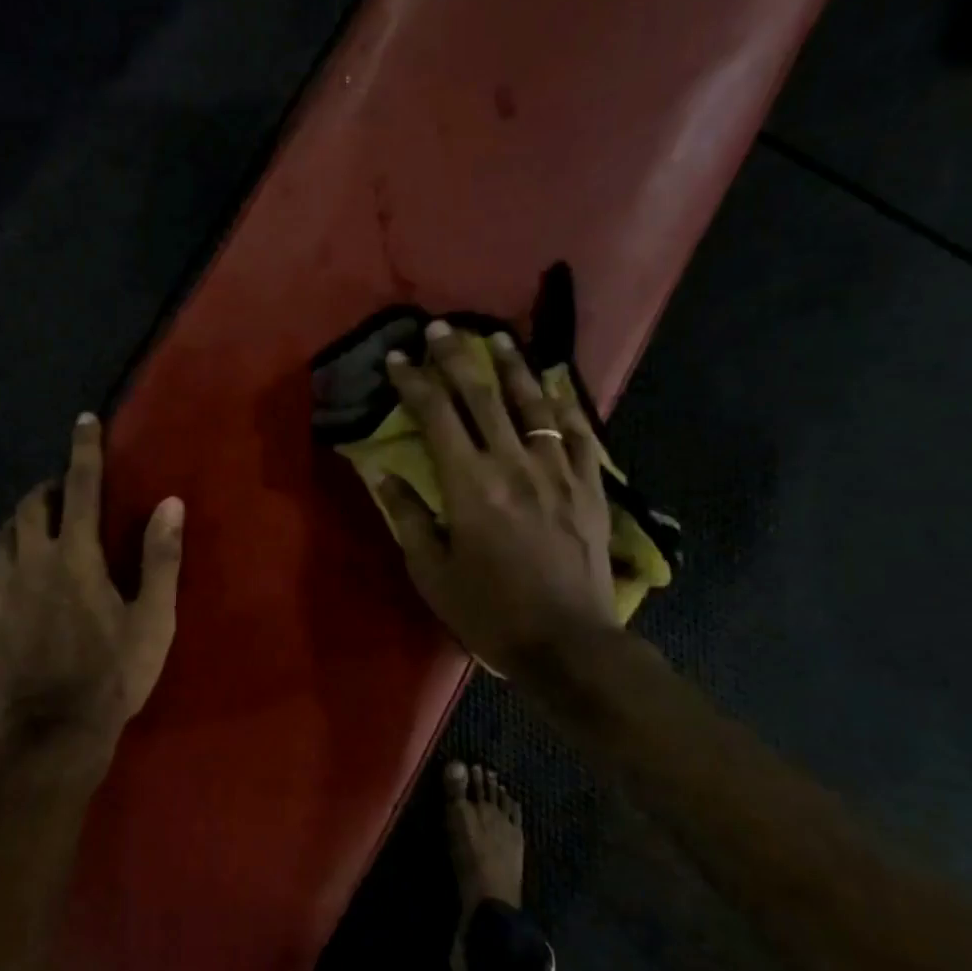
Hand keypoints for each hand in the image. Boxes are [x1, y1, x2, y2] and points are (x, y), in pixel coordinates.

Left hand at [0, 414, 183, 774]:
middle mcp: (29, 563)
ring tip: (41, 527)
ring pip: (2, 534)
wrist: (54, 735)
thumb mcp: (153, 619)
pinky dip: (1, 558)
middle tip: (68, 492)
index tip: (84, 420)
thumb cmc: (114, 675)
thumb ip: (160, 558)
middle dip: (50, 486)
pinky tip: (11, 572)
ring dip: (23, 520)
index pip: (81, 488)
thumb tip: (170, 503)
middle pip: (32, 504)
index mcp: (76, 558)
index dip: (84, 450)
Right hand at [378, 321, 618, 684]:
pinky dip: (565, 403)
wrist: (567, 643)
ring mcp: (557, 470)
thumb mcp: (431, 572)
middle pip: (482, 396)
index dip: (414, 382)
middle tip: (441, 327)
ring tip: (498, 337)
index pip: (435, 417)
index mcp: (469, 485)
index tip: (398, 358)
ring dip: (512, 366)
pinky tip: (556, 382)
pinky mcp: (589, 485)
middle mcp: (512, 463)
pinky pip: (580, 432)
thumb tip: (382, 472)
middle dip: (457, 357)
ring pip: (533, 403)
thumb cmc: (489, 612)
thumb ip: (406, 516)